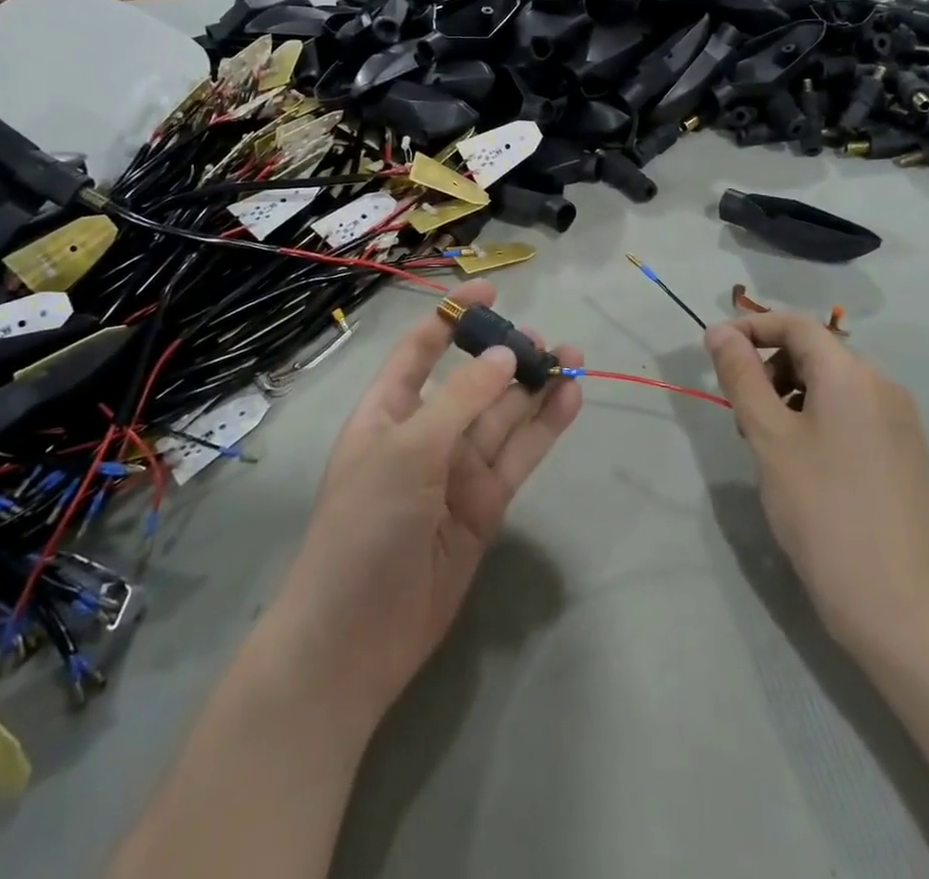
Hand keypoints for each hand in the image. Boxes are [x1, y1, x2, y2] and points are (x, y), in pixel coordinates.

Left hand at [263, 282, 580, 724]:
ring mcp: (458, 470)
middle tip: (548, 338)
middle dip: (507, 355)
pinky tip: (570, 396)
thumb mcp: (405, 452)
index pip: (420, 351)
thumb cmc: (363, 528)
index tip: (491, 289)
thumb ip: (459, 401)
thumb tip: (505, 354)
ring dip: (535, 386)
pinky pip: (519, 455)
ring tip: (572, 355)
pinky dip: (545, 426)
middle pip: (473, 381)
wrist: (356, 638)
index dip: (452, 317)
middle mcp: (425, 434)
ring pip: (504, 416)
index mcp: (387, 411)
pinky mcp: (486, 504)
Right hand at [705, 313, 928, 663]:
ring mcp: (900, 422)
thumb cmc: (824, 512)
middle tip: (740, 415)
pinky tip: (801, 465)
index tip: (712, 351)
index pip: (795, 323)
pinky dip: (816, 420)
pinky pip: (851, 414)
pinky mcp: (904, 454)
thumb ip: (742, 376)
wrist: (903, 609)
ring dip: (789, 396)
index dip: (750, 328)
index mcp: (851, 373)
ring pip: (831, 385)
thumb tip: (719, 331)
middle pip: (814, 352)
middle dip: (768, 369)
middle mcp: (882, 385)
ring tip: (766, 445)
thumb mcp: (769, 438)